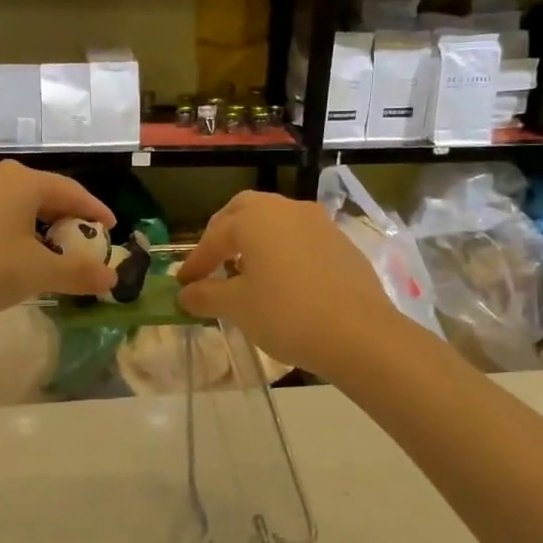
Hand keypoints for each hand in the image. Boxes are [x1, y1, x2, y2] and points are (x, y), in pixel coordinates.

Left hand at [0, 161, 117, 320]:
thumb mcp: (40, 272)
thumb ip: (79, 273)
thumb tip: (113, 278)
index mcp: (24, 181)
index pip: (72, 191)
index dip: (95, 211)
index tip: (112, 229)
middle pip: (46, 194)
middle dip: (68, 219)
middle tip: (85, 241)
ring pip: (20, 204)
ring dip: (42, 226)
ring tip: (54, 249)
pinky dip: (18, 230)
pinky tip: (18, 253)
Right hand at [175, 191, 393, 377]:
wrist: (359, 333)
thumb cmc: (286, 314)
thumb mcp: (237, 307)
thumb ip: (206, 295)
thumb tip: (185, 293)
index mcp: (255, 219)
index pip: (214, 236)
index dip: (196, 261)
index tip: (183, 284)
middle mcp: (286, 209)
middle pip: (245, 211)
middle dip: (223, 234)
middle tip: (212, 262)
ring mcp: (318, 223)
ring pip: (276, 221)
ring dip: (255, 240)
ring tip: (246, 271)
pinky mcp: (341, 243)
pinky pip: (300, 238)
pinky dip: (282, 251)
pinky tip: (282, 280)